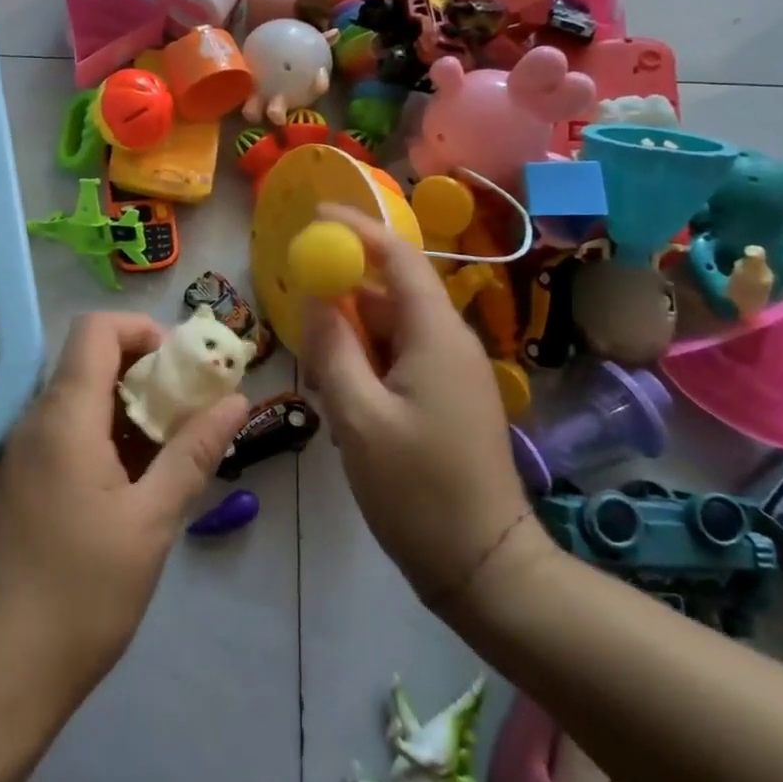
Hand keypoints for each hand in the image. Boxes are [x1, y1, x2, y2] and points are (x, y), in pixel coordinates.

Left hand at [0, 312, 249, 711]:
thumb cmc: (82, 593)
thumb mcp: (152, 521)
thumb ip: (193, 452)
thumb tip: (236, 400)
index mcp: (64, 416)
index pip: (96, 330)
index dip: (143, 331)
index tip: (184, 367)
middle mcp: (35, 421)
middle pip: (90, 361)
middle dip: (146, 372)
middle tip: (191, 411)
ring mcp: (22, 453)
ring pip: (80, 400)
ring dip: (129, 410)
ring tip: (172, 451)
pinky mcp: (19, 484)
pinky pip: (66, 435)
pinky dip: (105, 438)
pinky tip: (135, 485)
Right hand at [299, 205, 547, 626]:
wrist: (484, 566)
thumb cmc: (417, 491)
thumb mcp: (358, 417)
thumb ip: (332, 348)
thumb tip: (315, 294)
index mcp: (436, 335)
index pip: (397, 256)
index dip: (356, 228)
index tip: (314, 215)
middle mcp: (449, 341)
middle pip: (390, 292)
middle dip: (342, 294)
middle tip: (298, 314)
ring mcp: (452, 371)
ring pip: (390, 328)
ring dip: (350, 337)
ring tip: (317, 375)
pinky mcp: (447, 396)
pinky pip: (399, 357)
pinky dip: (365, 362)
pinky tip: (342, 398)